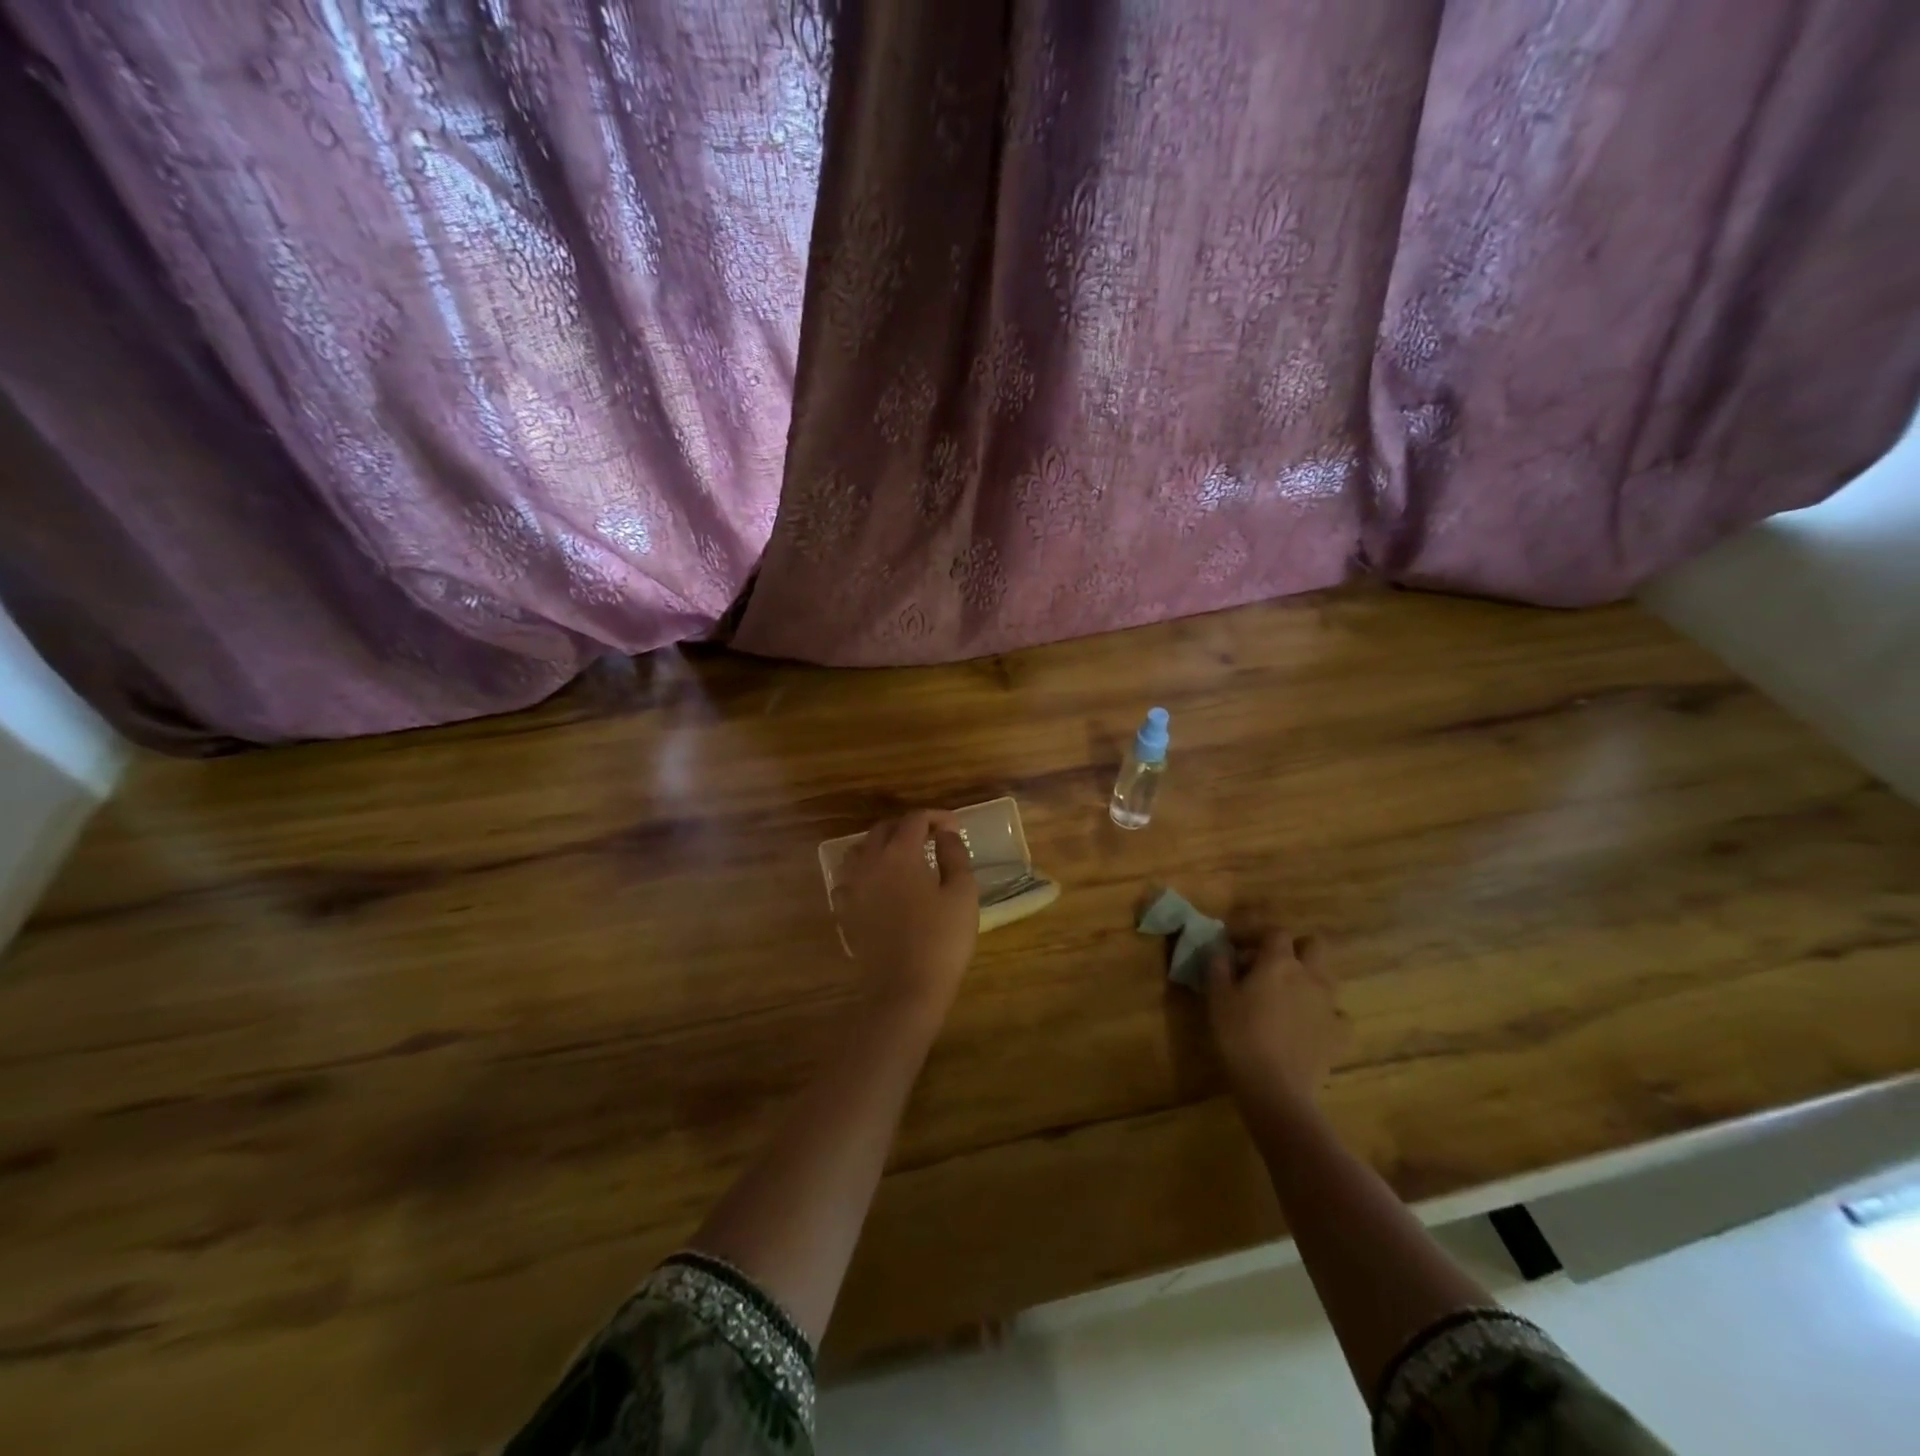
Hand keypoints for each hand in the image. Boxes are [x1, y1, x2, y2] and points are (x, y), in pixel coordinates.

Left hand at [834, 810, 978, 1017]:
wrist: (905, 989)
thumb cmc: (941, 939)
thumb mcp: (962, 893)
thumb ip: (955, 855)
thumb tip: (946, 834)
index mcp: (900, 853)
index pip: (915, 820)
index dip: (936, 817)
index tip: (954, 828)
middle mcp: (870, 862)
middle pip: (883, 829)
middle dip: (907, 827)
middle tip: (931, 838)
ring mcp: (852, 887)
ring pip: (860, 850)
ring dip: (881, 845)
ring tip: (903, 857)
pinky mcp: (845, 911)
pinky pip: (849, 879)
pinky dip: (865, 872)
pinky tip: (879, 885)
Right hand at [1204, 931, 1350, 1107]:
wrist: (1275, 1088)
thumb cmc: (1239, 1036)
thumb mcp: (1217, 997)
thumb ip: (1219, 966)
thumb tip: (1221, 950)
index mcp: (1279, 962)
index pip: (1274, 931)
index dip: (1255, 933)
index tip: (1235, 945)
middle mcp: (1310, 976)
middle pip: (1314, 945)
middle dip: (1295, 949)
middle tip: (1272, 965)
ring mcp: (1330, 1005)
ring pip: (1328, 978)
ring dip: (1310, 979)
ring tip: (1289, 996)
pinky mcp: (1340, 1034)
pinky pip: (1337, 1015)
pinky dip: (1325, 1015)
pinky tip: (1309, 1027)